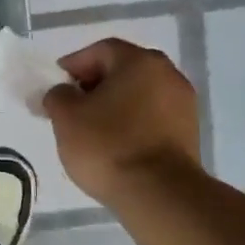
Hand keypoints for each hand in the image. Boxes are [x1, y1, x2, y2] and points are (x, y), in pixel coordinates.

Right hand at [43, 38, 200, 204]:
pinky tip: (115, 144)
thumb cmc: (107, 145)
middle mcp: (168, 74)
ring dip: (114, 105)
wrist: (159, 193)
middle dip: (95, 84)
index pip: (100, 50)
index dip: (73, 65)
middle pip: (123, 70)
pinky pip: (152, 116)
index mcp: (139, 61)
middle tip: (72, 106)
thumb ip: (57, 95)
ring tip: (92, 129)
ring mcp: (183, 103)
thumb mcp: (66, 117)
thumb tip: (63, 93)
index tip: (55, 86)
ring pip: (139, 94)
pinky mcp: (189, 132)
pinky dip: (132, 122)